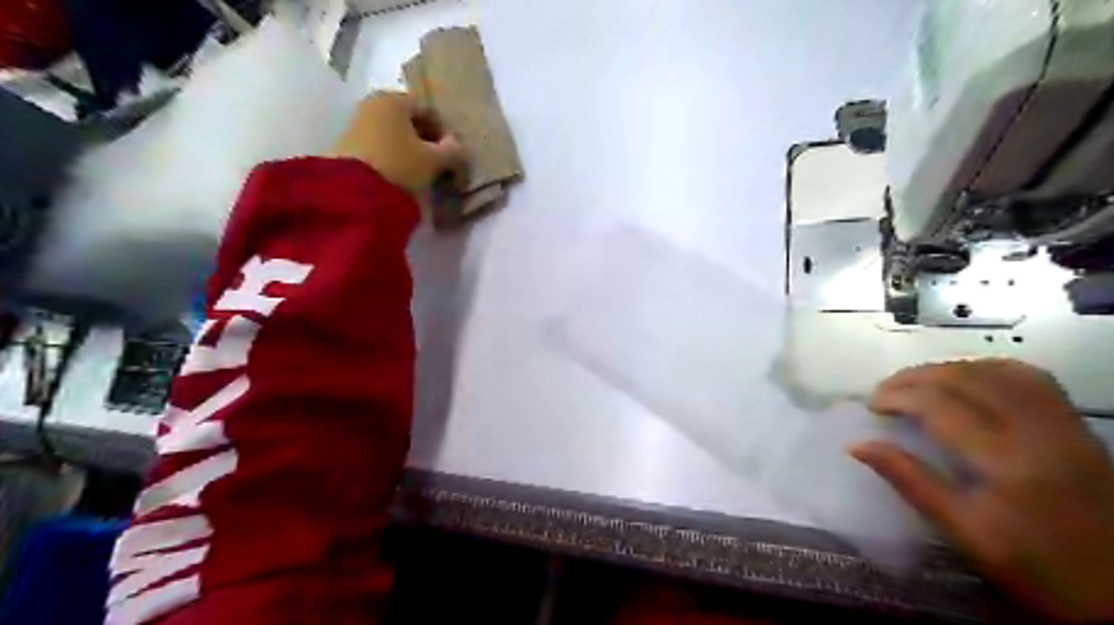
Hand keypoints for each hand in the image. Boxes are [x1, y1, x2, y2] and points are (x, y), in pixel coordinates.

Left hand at [330, 89, 469, 194]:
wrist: (354, 192)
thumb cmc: (400, 166)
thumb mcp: (434, 161)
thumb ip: (453, 151)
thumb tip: (460, 147)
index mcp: (395, 99)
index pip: (429, 111)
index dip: (444, 133)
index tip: (452, 155)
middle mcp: (373, 104)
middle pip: (409, 122)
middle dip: (425, 141)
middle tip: (438, 164)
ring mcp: (357, 123)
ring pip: (393, 134)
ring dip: (409, 151)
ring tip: (420, 174)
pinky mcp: (347, 145)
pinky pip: (379, 146)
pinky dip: (392, 157)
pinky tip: (400, 176)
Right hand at [856, 358, 1112, 621]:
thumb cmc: (1039, 570)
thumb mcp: (966, 533)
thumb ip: (911, 482)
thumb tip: (857, 445)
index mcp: (1008, 461)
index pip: (941, 405)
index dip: (897, 397)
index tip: (871, 406)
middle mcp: (1038, 431)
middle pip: (967, 378)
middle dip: (916, 377)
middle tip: (885, 392)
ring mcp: (1064, 425)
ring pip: (999, 370)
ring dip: (949, 369)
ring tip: (919, 384)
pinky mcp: (1078, 428)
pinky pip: (1031, 379)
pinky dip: (990, 370)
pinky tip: (970, 382)